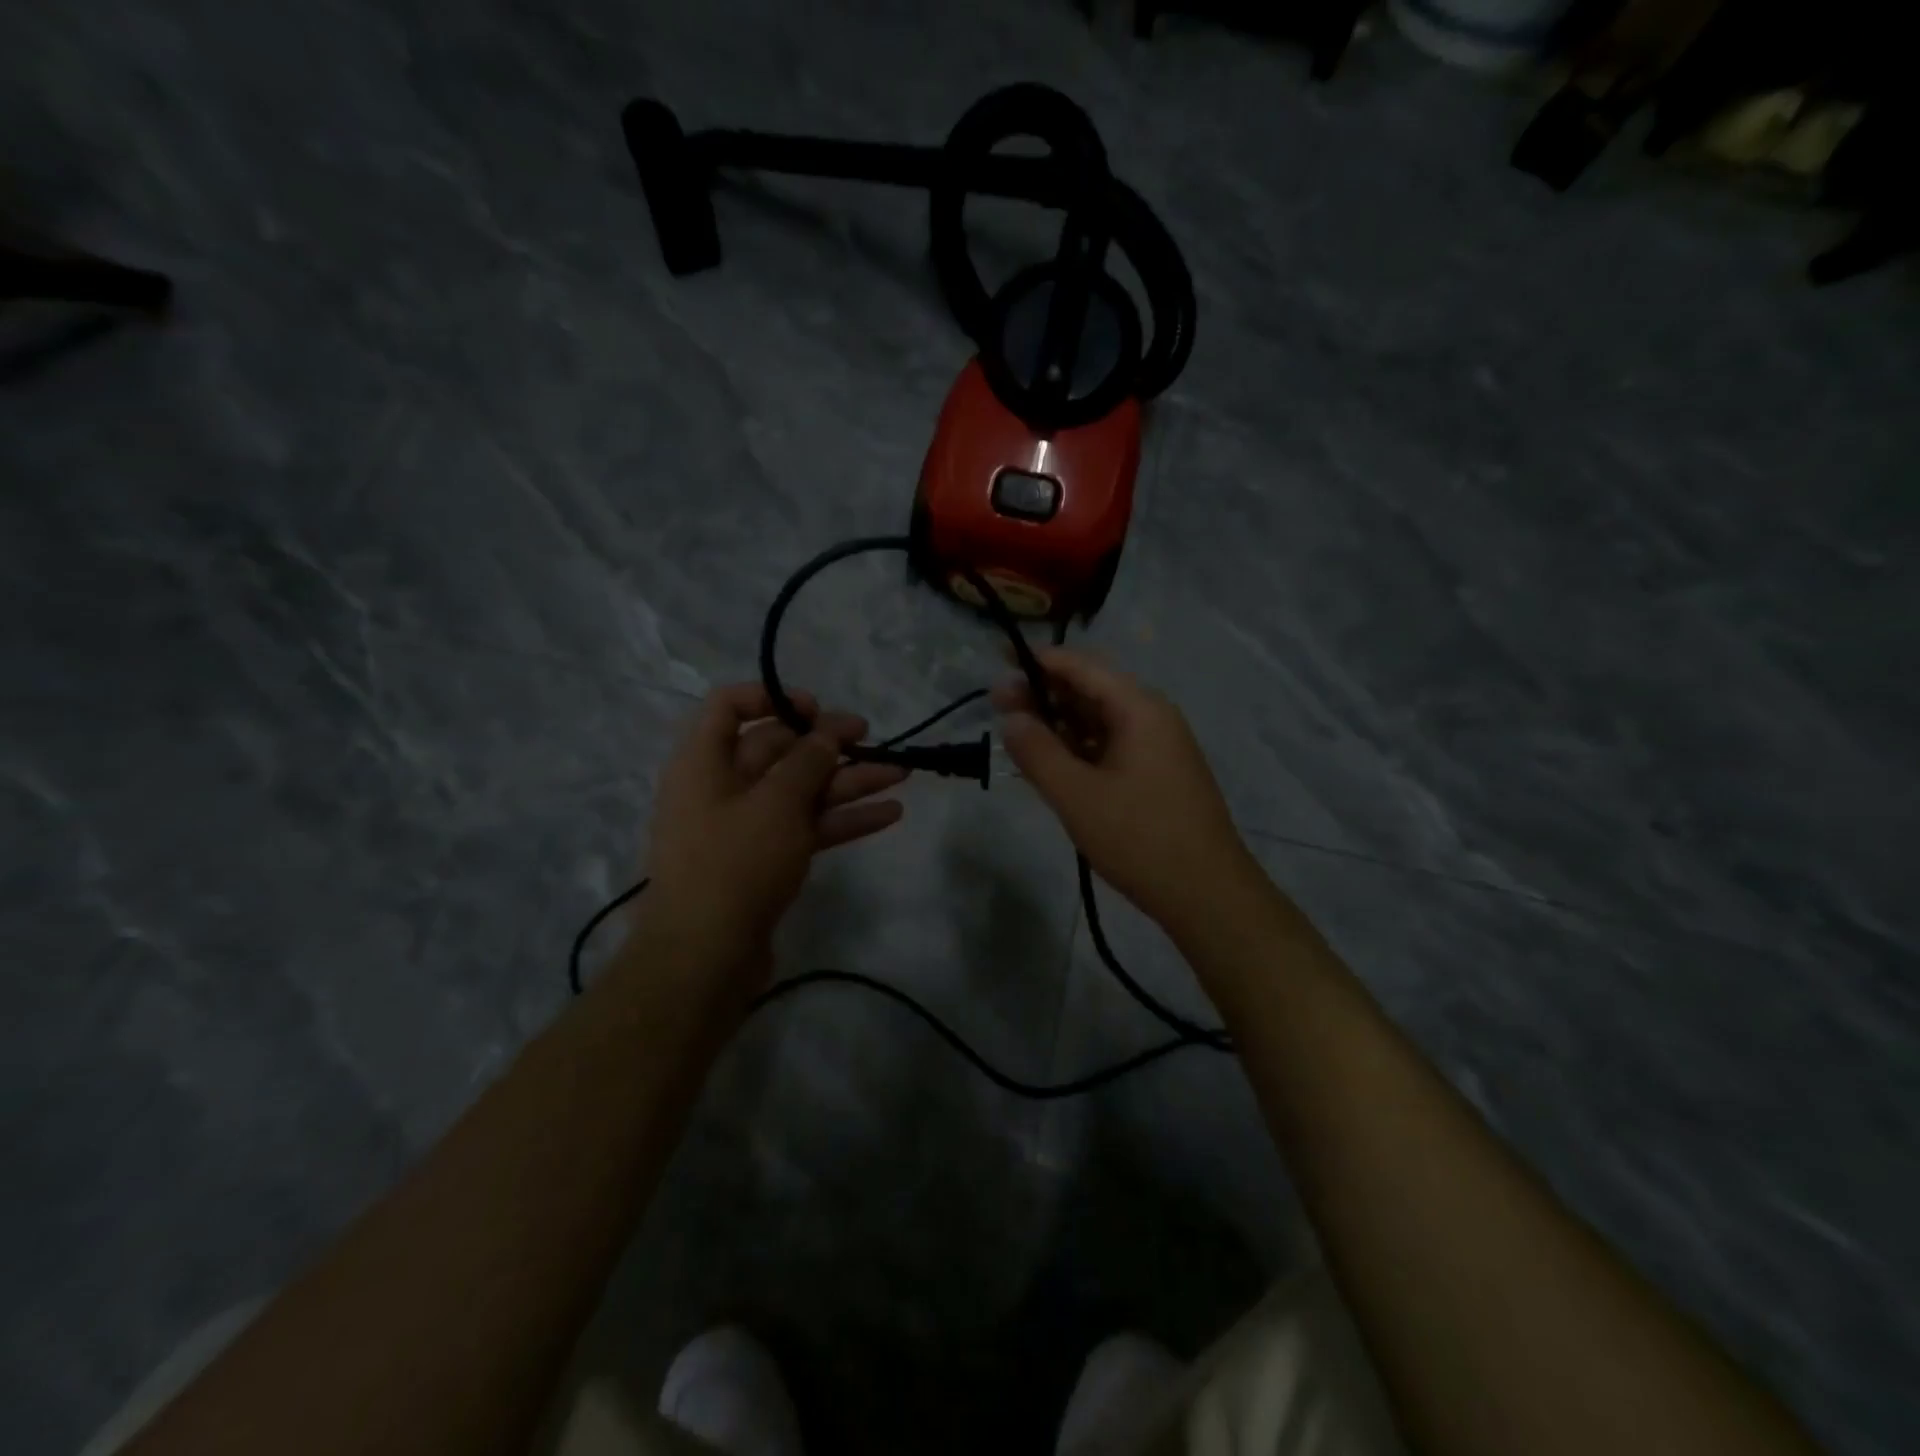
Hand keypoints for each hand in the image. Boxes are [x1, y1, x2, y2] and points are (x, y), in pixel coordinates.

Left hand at [638, 683, 907, 983]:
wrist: (705, 959)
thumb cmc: (735, 863)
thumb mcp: (777, 802)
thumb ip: (808, 760)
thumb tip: (826, 732)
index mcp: (705, 762)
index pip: (729, 706)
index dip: (772, 698)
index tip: (816, 709)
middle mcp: (721, 788)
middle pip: (777, 750)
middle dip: (827, 743)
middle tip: (871, 738)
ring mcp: (745, 828)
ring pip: (800, 791)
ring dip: (848, 782)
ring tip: (900, 773)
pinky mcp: (765, 862)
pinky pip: (807, 828)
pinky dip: (843, 819)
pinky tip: (889, 813)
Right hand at [994, 649, 1253, 934]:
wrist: (1208, 895)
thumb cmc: (1140, 839)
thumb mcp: (1077, 796)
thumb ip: (1037, 752)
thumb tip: (1011, 717)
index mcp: (1140, 709)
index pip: (1082, 667)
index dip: (1038, 661)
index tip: (998, 662)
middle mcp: (1152, 718)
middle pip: (1091, 690)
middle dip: (1044, 693)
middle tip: (997, 705)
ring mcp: (1158, 748)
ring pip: (1099, 721)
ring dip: (1059, 723)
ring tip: (1017, 733)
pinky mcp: (1157, 775)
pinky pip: (1110, 746)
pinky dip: (1078, 748)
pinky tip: (1052, 762)